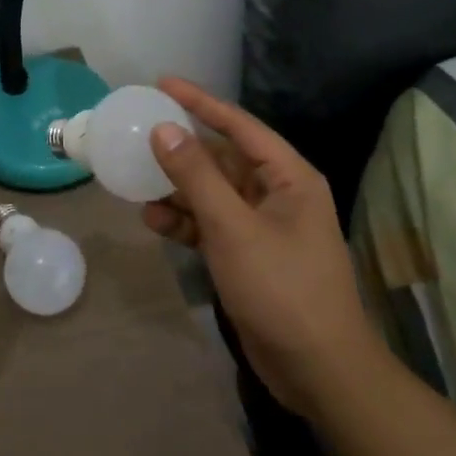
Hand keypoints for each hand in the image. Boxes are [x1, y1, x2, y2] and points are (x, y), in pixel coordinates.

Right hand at [142, 78, 384, 416]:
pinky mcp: (247, 255)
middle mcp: (276, 194)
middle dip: (181, 149)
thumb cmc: (282, 289)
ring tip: (136, 180)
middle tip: (139, 134)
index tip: (161, 83)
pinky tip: (154, 222)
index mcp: (288, 177)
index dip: (199, 101)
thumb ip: (196, 176)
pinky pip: (210, 223)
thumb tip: (163, 129)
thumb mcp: (233, 227)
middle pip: (221, 158)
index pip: (238, 125)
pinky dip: (184, 221)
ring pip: (211, 192)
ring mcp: (261, 226)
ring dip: (176, 188)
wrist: (318, 372)